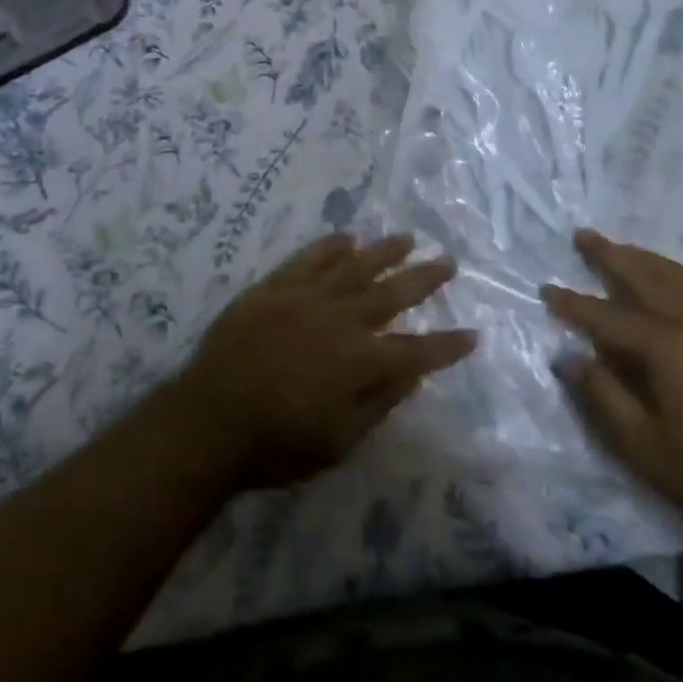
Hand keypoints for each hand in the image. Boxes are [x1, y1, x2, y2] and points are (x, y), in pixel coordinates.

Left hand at [178, 233, 476, 489]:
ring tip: (408, 237)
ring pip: (356, 265)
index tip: (473, 334)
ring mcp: (307, 297)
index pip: (417, 352)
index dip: (447, 346)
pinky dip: (330, 246)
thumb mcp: (337, 443)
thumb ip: (377, 404)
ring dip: (385, 251)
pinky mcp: (276, 286)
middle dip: (425, 278)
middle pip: (393, 294)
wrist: (209, 418)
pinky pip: (310, 258)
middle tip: (449, 261)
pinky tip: (347, 238)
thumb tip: (410, 374)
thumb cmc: (276, 444)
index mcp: (359, 363)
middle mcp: (341, 320)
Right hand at [543, 230, 682, 550]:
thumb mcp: (644, 445)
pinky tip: (670, 281)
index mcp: (665, 345)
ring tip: (622, 248)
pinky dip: (674, 273)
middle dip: (610, 256)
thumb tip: (567, 358)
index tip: (545, 290)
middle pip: (645, 276)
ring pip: (677, 276)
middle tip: (583, 236)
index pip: (605, 316)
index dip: (572, 305)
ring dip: (644, 257)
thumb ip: (603, 395)